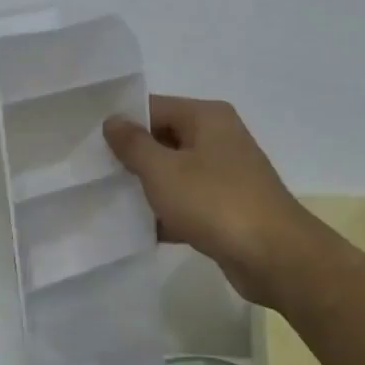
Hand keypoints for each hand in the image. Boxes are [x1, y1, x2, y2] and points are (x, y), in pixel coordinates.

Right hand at [103, 95, 321, 306]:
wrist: (274, 257)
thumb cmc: (215, 202)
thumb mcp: (163, 170)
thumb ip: (133, 144)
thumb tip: (113, 120)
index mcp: (207, 117)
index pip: (154, 107)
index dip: (123, 123)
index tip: (89, 142)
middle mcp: (219, 138)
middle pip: (164, 139)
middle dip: (132, 157)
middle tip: (93, 173)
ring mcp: (226, 174)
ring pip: (175, 173)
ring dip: (148, 188)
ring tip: (108, 200)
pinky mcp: (228, 208)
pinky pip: (188, 202)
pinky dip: (168, 213)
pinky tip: (138, 230)